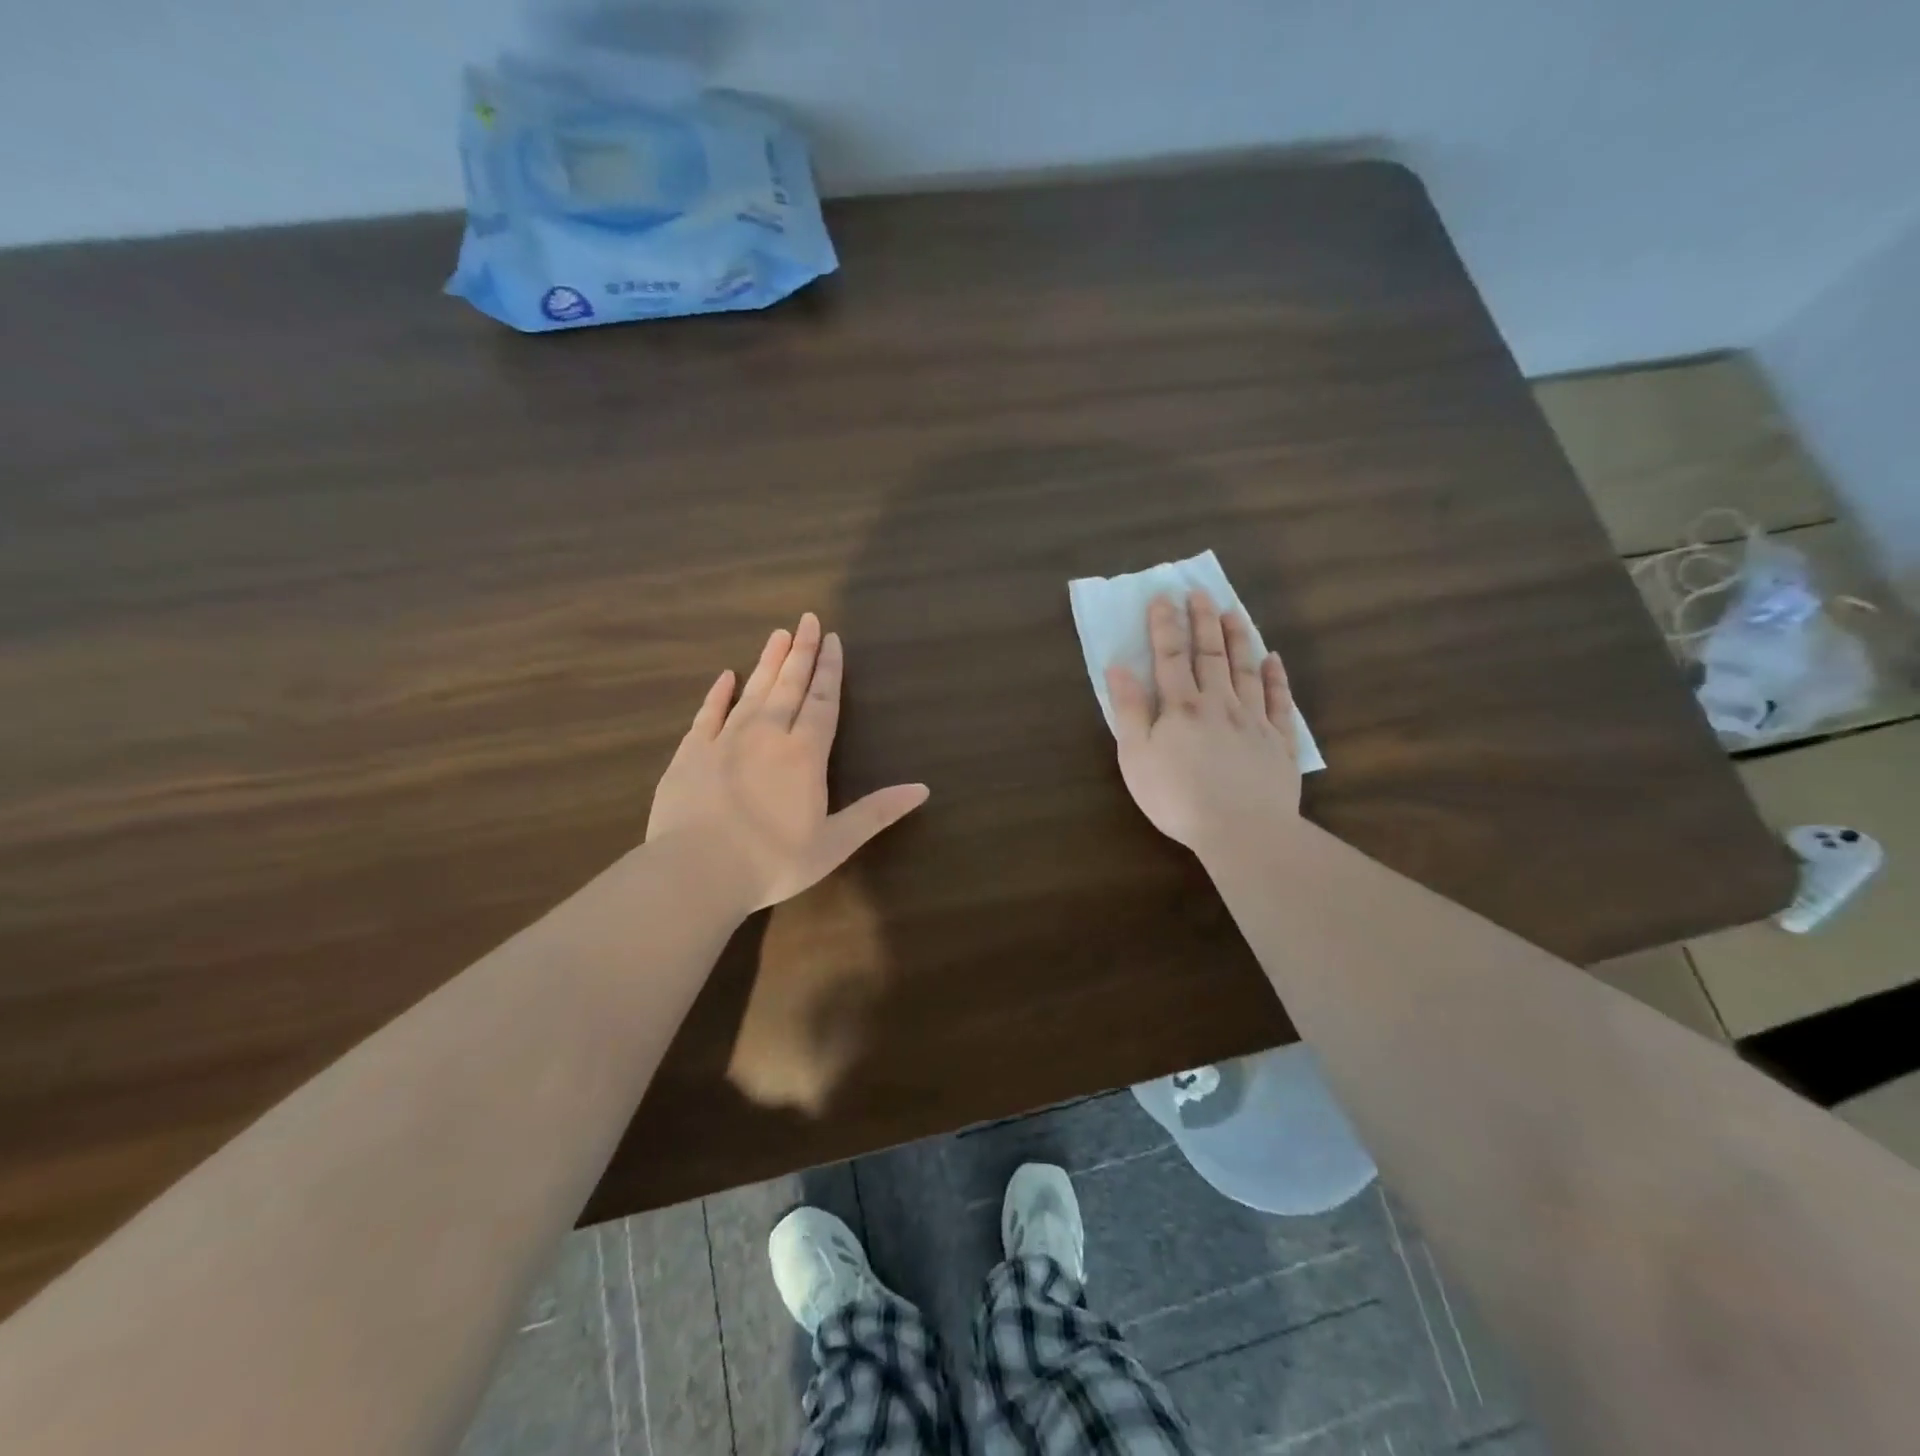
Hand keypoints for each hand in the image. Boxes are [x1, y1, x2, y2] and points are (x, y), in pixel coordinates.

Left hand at [647, 613, 928, 911]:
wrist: (695, 872)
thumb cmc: (772, 862)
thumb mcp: (835, 843)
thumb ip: (877, 812)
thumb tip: (923, 788)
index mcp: (804, 754)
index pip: (822, 701)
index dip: (829, 670)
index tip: (832, 639)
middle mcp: (767, 735)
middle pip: (788, 685)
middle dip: (801, 652)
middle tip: (808, 619)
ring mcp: (725, 740)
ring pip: (752, 690)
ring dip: (768, 662)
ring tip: (778, 634)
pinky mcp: (691, 753)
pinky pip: (708, 713)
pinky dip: (718, 693)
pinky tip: (726, 676)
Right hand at [1107, 590, 1300, 853]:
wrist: (1241, 830)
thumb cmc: (1177, 797)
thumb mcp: (1136, 757)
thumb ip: (1129, 710)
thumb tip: (1119, 667)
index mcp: (1181, 707)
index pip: (1170, 657)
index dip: (1165, 626)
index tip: (1163, 596)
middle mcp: (1219, 704)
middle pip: (1210, 655)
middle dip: (1203, 621)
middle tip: (1200, 591)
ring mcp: (1254, 720)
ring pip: (1246, 670)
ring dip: (1239, 639)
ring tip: (1234, 612)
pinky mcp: (1279, 742)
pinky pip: (1280, 702)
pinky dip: (1277, 678)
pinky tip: (1274, 660)